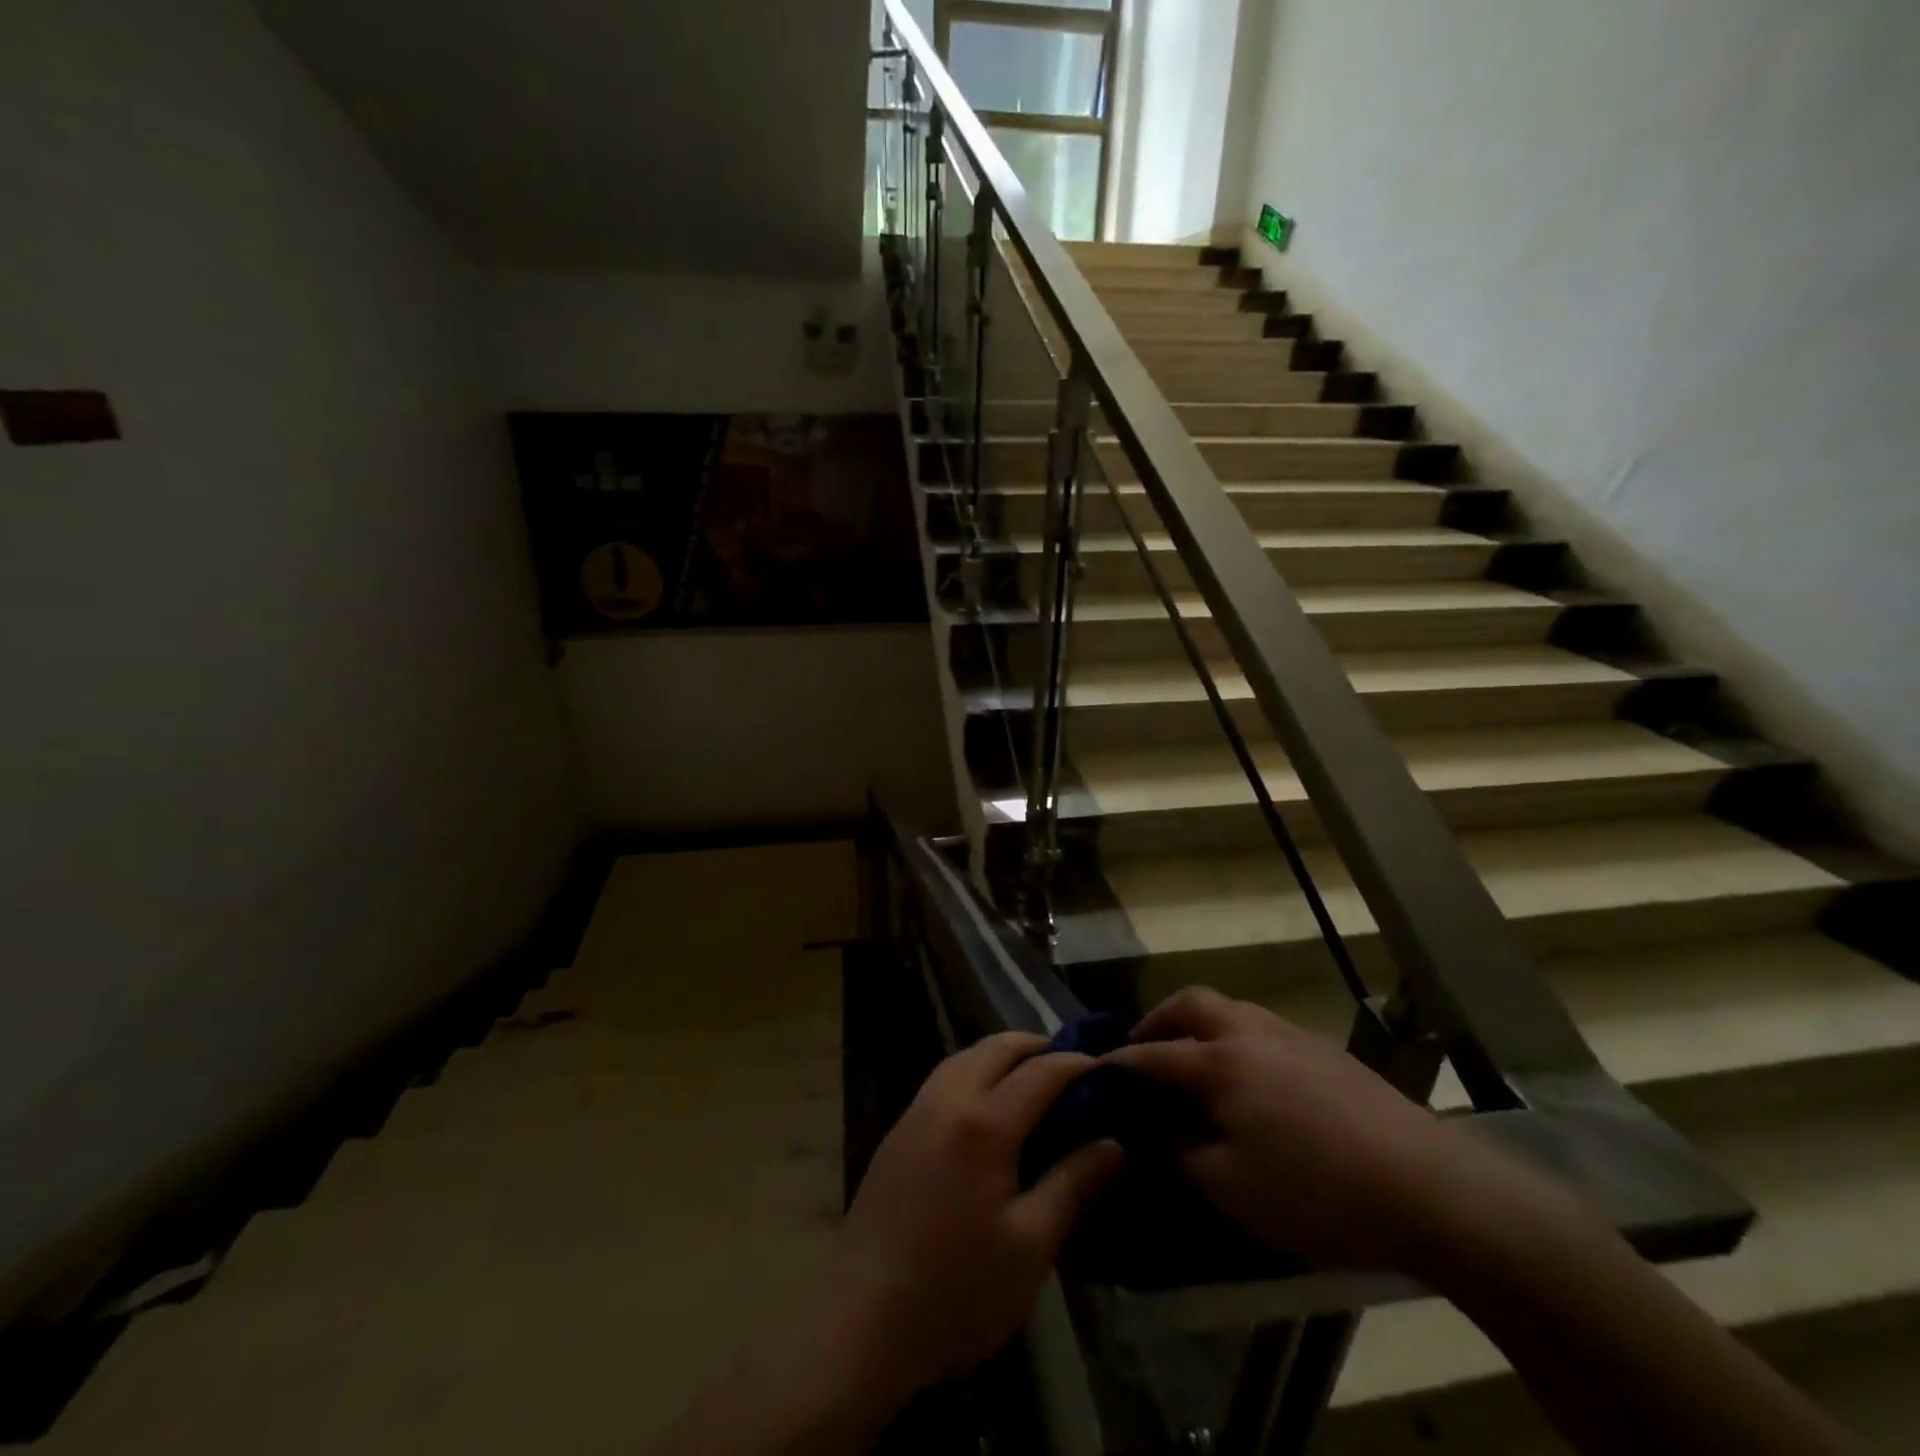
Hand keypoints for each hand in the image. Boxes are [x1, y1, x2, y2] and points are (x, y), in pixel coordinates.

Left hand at [832, 1031, 1124, 1399]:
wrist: (862, 1325)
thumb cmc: (957, 1291)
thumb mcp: (1031, 1246)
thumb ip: (1073, 1184)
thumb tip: (1113, 1144)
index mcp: (983, 1124)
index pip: (1039, 1073)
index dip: (1076, 1064)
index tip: (1106, 1067)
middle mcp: (946, 1101)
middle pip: (994, 1048)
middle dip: (1034, 1046)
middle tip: (1068, 1066)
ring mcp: (914, 1115)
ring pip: (961, 1058)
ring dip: (998, 1056)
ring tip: (1028, 1080)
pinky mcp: (895, 1136)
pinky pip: (940, 1082)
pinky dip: (971, 1074)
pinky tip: (983, 1108)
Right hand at [1106, 987, 1544, 1271]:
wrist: (1430, 1187)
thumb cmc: (1317, 1191)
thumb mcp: (1230, 1187)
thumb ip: (1175, 1155)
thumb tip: (1138, 1133)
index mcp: (1220, 1061)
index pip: (1152, 1054)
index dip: (1118, 1064)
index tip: (1092, 1073)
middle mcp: (1250, 1031)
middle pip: (1191, 1004)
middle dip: (1157, 1021)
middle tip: (1142, 1052)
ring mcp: (1293, 1035)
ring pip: (1231, 1008)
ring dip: (1199, 1025)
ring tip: (1193, 1064)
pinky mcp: (1327, 1051)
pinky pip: (1262, 1027)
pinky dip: (1235, 1038)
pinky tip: (1250, 1081)